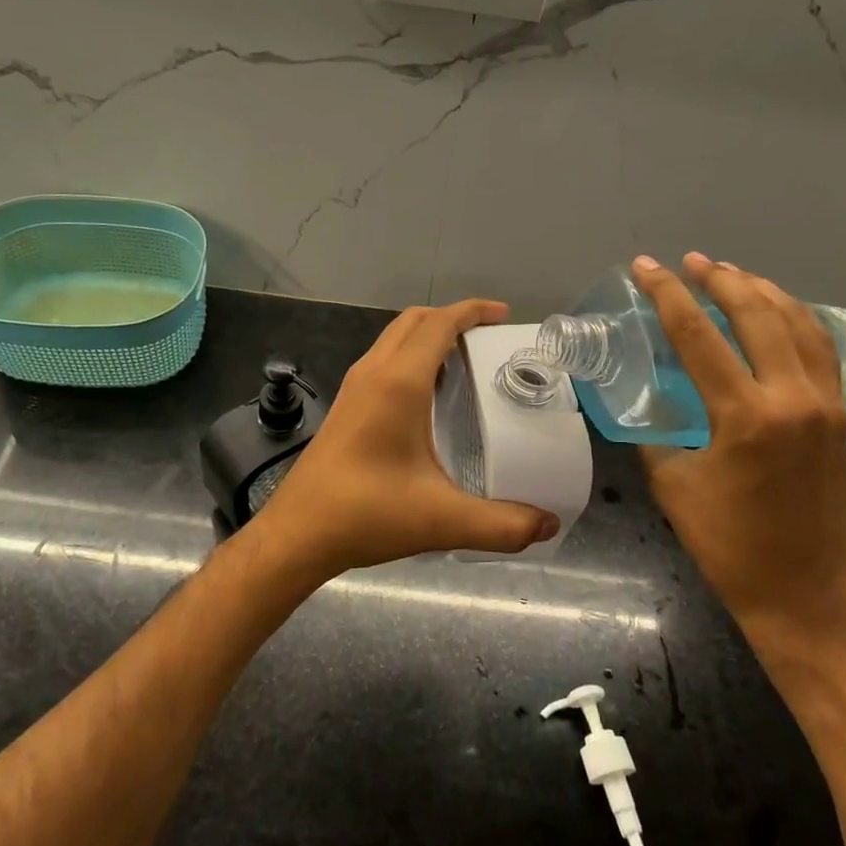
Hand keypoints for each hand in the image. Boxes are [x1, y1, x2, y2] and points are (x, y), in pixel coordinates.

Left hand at [254, 299, 557, 577]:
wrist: (297, 533)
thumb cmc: (367, 514)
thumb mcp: (443, 521)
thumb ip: (502, 525)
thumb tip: (548, 525)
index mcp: (398, 383)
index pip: (438, 324)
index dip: (472, 311)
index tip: (503, 315)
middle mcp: (373, 373)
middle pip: (414, 321)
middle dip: (452, 318)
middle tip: (489, 338)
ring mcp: (354, 388)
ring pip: (394, 339)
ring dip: (428, 336)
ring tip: (465, 362)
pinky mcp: (345, 407)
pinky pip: (383, 361)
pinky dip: (410, 357)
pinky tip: (429, 397)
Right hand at [633, 253, 845, 651]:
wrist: (803, 589)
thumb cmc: (728, 543)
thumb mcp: (673, 484)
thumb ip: (657, 432)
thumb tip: (646, 402)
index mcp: (744, 416)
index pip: (698, 334)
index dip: (667, 294)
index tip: (647, 267)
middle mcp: (791, 397)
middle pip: (755, 314)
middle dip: (718, 279)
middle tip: (689, 262)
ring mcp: (824, 403)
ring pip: (797, 322)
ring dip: (761, 291)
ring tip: (731, 273)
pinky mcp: (840, 415)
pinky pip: (820, 348)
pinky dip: (796, 318)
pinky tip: (777, 311)